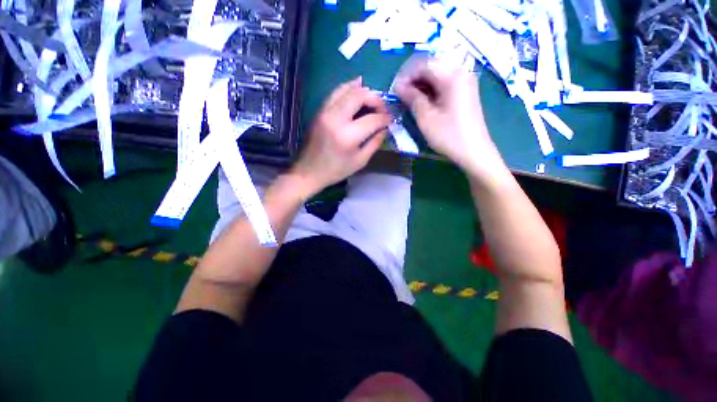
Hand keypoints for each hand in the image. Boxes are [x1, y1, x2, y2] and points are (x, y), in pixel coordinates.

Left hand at [291, 77, 390, 194]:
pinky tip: (358, 85)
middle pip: (360, 96)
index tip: (391, 120)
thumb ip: (375, 142)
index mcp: (348, 136)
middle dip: (376, 99)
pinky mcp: (319, 110)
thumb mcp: (360, 161)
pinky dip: (349, 87)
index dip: (385, 118)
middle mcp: (336, 119)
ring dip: (364, 91)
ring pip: (347, 89)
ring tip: (374, 98)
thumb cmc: (336, 170)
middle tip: (383, 109)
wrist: (309, 171)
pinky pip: (336, 92)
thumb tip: (385, 128)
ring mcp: (325, 112)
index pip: (372, 119)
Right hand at [395, 57, 505, 178]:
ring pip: (438, 75)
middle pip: (432, 67)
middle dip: (414, 78)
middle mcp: (461, 73)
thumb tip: (399, 86)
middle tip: (401, 94)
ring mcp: (465, 82)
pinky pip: (445, 83)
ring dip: (422, 84)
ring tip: (409, 99)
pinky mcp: (465, 92)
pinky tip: (423, 101)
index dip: (406, 75)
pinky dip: (431, 90)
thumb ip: (412, 98)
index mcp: (452, 76)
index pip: (424, 64)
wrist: (473, 151)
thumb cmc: (448, 135)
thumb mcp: (426, 117)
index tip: (395, 90)